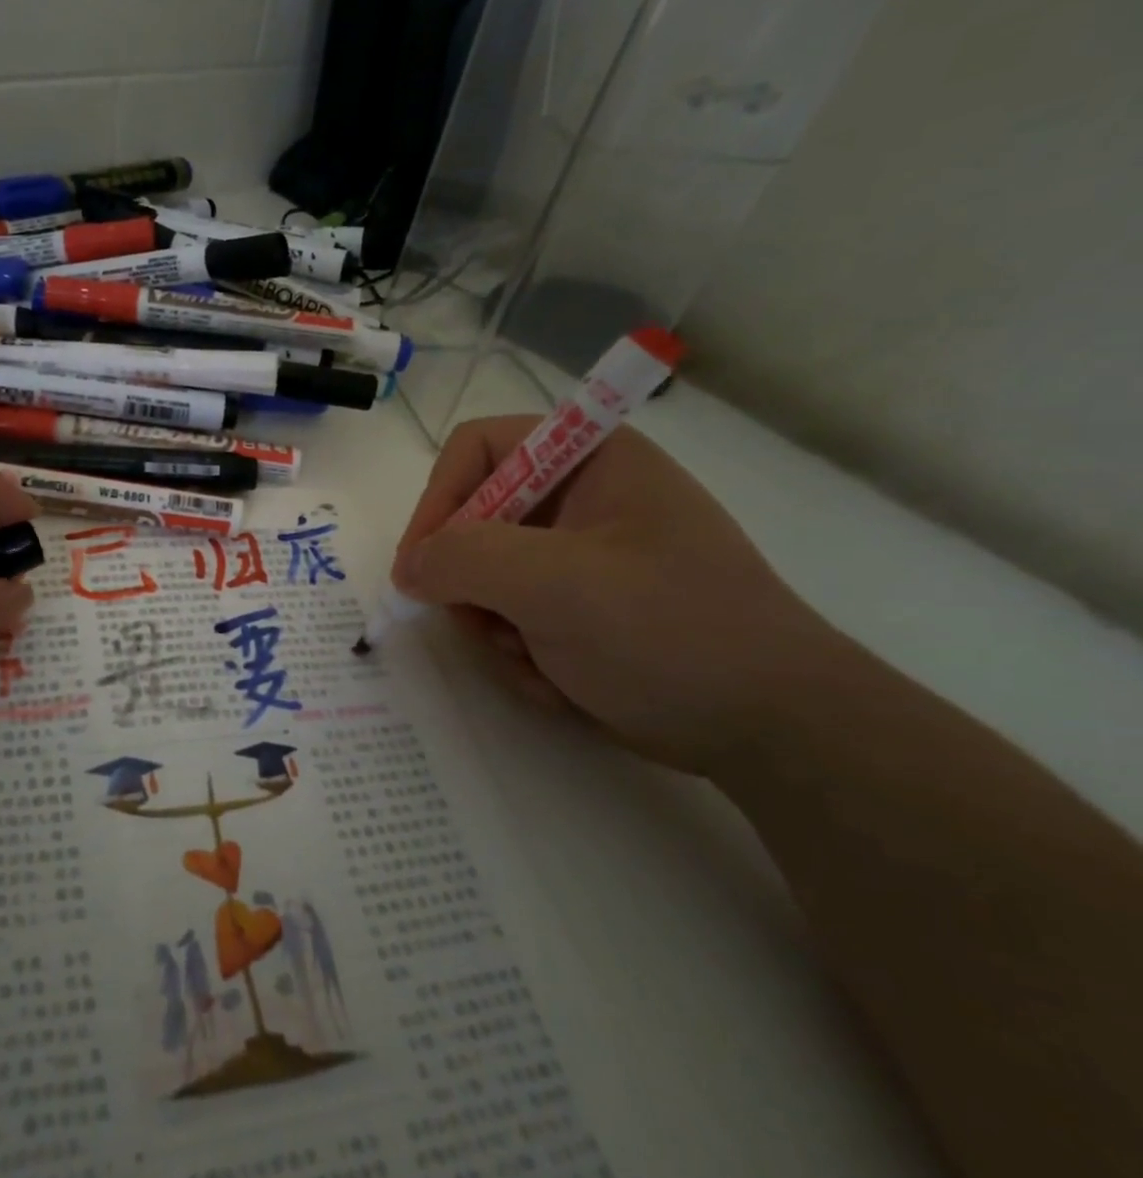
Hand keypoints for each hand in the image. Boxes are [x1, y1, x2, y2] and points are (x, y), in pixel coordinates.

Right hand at [393, 415, 842, 771]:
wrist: (769, 728)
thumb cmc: (668, 631)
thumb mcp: (556, 584)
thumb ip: (463, 558)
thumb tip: (408, 569)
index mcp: (590, 459)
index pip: (478, 448)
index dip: (439, 500)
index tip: (421, 566)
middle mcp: (582, 499)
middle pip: (474, 519)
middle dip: (471, 582)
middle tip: (486, 624)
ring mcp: (581, 557)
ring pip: (485, 578)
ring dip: (495, 627)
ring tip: (536, 660)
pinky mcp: (582, 608)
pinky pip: (512, 617)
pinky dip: (521, 653)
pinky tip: (559, 680)